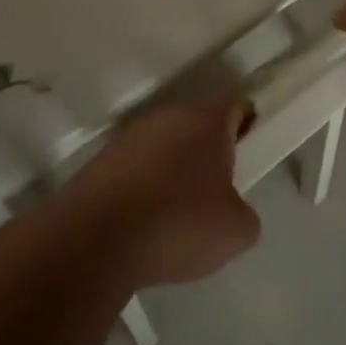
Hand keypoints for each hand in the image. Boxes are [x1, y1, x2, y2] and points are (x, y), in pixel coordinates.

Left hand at [59, 97, 261, 290]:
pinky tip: (144, 220)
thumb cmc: (178, 224)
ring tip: (176, 211)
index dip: (248, 124)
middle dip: (208, 150)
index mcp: (206, 120)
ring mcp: (130, 134)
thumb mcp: (236, 231)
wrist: (96, 239)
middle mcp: (168, 115)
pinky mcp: (102, 158)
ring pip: (164, 143)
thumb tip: (232, 208)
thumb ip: (244, 212)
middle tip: (216, 189)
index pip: (236, 105)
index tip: (250, 151)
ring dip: (173, 166)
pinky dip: (143, 184)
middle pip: (197, 123)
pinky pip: (135, 165)